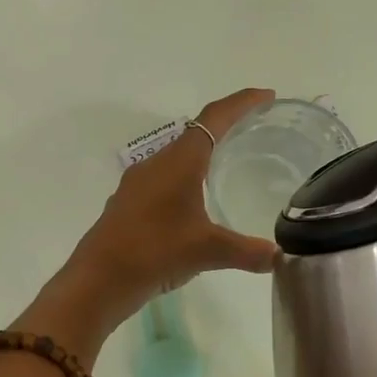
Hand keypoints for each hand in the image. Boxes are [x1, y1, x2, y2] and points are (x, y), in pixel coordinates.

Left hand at [22, 89, 279, 361]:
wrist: (98, 280)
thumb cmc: (154, 252)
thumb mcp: (207, 251)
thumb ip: (246, 252)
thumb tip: (278, 257)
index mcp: (179, 161)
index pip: (215, 118)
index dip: (242, 103)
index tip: (266, 96)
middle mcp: (156, 164)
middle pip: (194, 134)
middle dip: (224, 128)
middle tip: (253, 132)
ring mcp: (137, 184)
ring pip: (176, 158)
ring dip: (201, 156)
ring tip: (227, 166)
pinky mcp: (128, 205)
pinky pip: (162, 181)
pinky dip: (184, 181)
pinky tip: (193, 205)